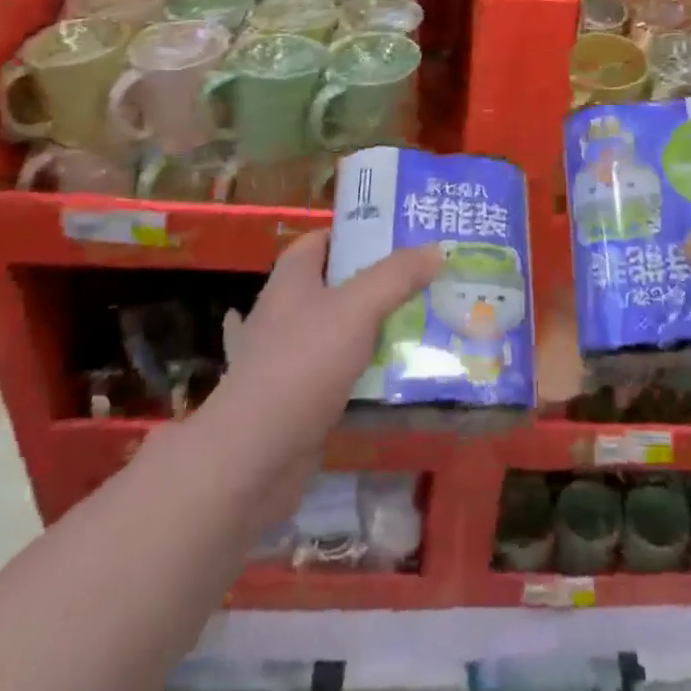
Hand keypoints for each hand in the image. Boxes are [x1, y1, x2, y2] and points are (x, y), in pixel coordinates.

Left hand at [214, 230, 443, 465]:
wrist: (254, 457)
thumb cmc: (302, 364)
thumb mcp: (358, 307)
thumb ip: (397, 275)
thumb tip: (436, 249)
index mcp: (291, 278)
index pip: (325, 239)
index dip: (359, 233)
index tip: (403, 237)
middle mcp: (285, 310)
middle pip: (337, 284)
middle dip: (378, 282)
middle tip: (426, 280)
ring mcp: (286, 356)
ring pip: (339, 330)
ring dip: (374, 329)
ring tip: (423, 322)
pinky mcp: (294, 398)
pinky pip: (337, 373)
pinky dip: (363, 371)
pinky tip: (393, 373)